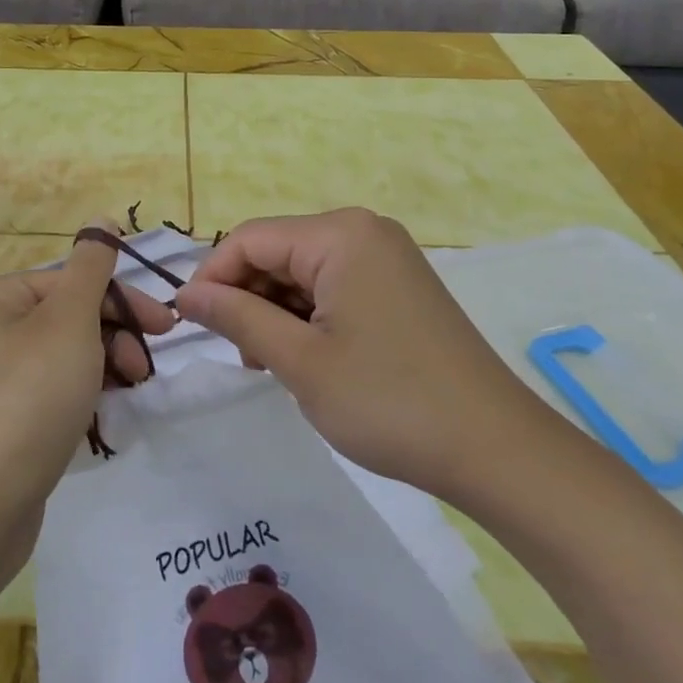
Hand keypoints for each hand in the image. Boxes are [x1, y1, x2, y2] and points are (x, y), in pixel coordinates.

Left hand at [0, 223, 174, 558]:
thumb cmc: (26, 402)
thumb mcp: (68, 324)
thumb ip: (91, 267)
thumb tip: (102, 220)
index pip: (70, 281)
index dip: (122, 301)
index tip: (166, 329)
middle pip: (64, 317)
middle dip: (112, 339)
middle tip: (144, 370)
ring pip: (60, 356)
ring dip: (101, 368)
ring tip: (126, 395)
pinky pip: (46, 392)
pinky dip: (77, 397)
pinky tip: (100, 418)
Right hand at [174, 208, 565, 505]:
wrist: (497, 450)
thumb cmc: (389, 401)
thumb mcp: (300, 361)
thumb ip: (237, 318)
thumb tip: (186, 296)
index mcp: (340, 234)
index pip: (249, 239)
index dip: (211, 277)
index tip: (188, 324)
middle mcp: (363, 232)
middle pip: (277, 251)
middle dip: (246, 297)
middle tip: (239, 356)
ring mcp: (385, 258)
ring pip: (302, 272)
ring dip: (275, 312)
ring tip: (270, 365)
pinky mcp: (398, 287)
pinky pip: (332, 287)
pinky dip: (307, 317)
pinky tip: (305, 358)